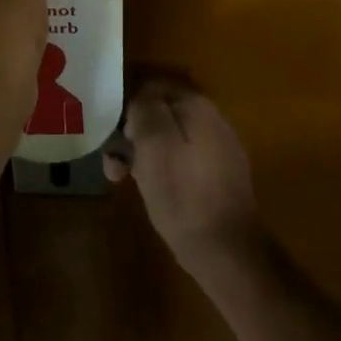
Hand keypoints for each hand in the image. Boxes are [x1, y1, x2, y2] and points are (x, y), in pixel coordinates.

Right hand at [104, 82, 262, 276]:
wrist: (227, 252)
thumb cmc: (182, 193)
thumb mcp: (153, 143)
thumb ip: (144, 109)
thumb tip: (141, 99)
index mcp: (196, 105)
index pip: (151, 88)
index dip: (127, 109)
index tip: (113, 136)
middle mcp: (212, 119)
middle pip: (161, 115)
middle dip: (134, 135)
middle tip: (114, 165)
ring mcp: (219, 149)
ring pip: (170, 139)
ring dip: (145, 154)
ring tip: (126, 180)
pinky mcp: (221, 177)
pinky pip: (184, 160)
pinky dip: (165, 170)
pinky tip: (154, 191)